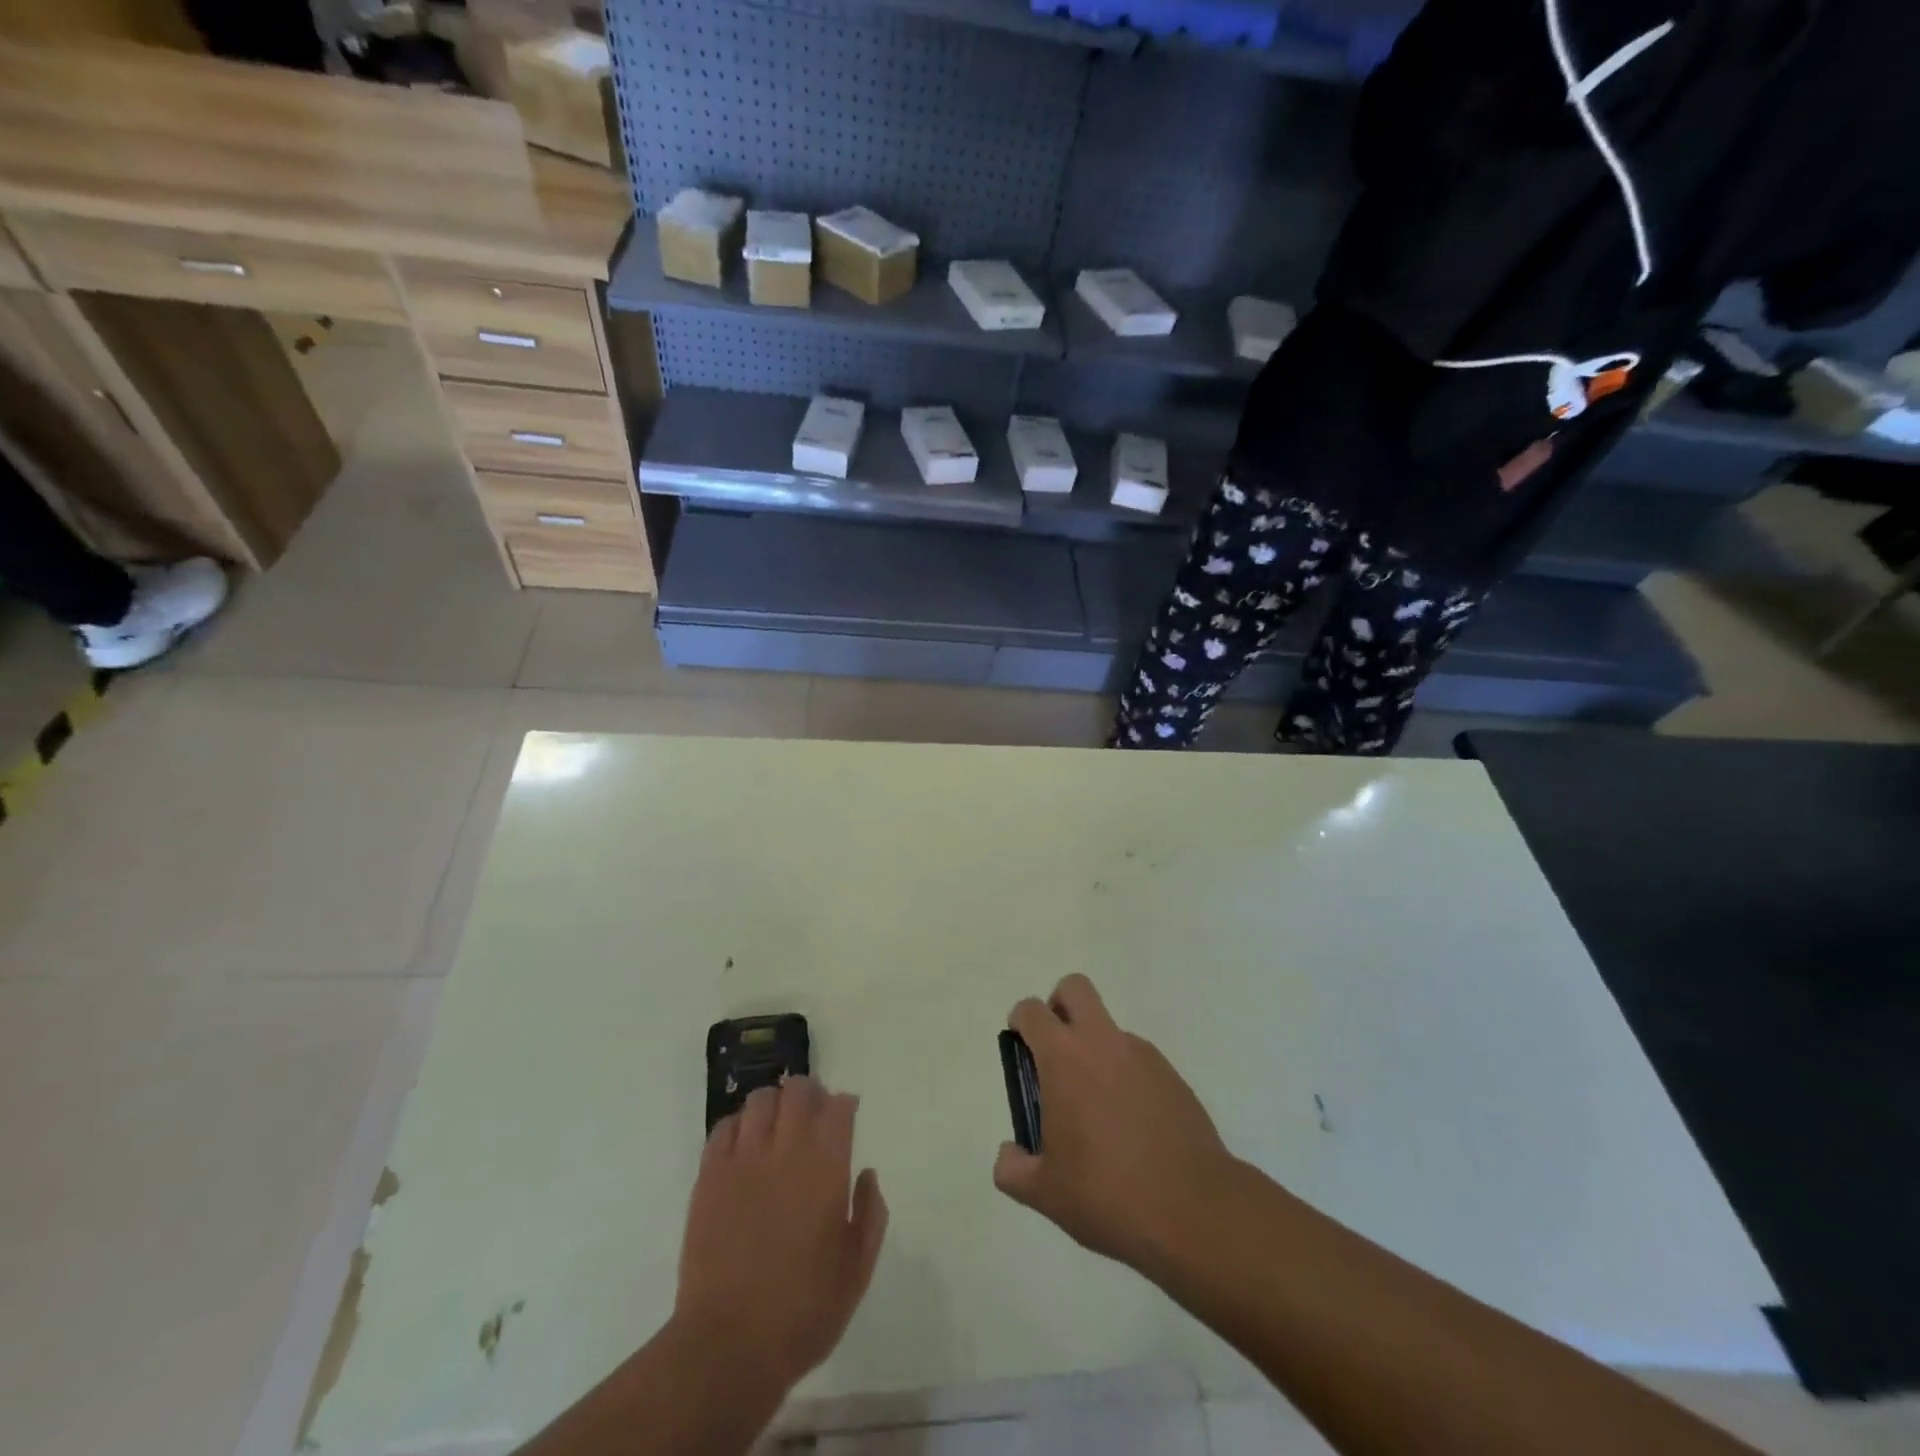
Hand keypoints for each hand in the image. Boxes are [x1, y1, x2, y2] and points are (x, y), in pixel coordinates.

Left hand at [675, 1078, 887, 1392]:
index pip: (839, 1107)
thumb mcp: (856, 1270)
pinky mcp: (709, 1177)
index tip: (847, 1114)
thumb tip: (867, 1175)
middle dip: (810, 1094)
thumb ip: (870, 1214)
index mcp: (826, 1166)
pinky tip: (744, 1147)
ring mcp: (743, 1160)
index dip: (845, 1105)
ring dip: (774, 1105)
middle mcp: (786, 1149)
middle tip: (814, 1115)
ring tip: (777, 1127)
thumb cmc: (803, 1311)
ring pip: (759, 1100)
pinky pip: (723, 1128)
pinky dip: (738, 1126)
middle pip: (798, 1090)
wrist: (728, 1346)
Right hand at [992, 975, 1235, 1274]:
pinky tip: (1130, 1126)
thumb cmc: (1107, 1193)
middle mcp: (1102, 1042)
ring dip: (1095, 1049)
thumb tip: (1008, 1155)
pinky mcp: (1172, 1075)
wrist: (1192, 1210)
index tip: (1021, 1052)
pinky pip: (1138, 1060)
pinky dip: (1125, 1076)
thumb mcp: (1045, 1193)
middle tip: (1055, 1053)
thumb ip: (1013, 1169)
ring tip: (1097, 1111)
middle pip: (1075, 989)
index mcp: (1064, 1058)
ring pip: (1109, 1028)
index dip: (1021, 1023)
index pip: (1032, 1011)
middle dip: (1059, 1006)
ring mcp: (1142, 1055)